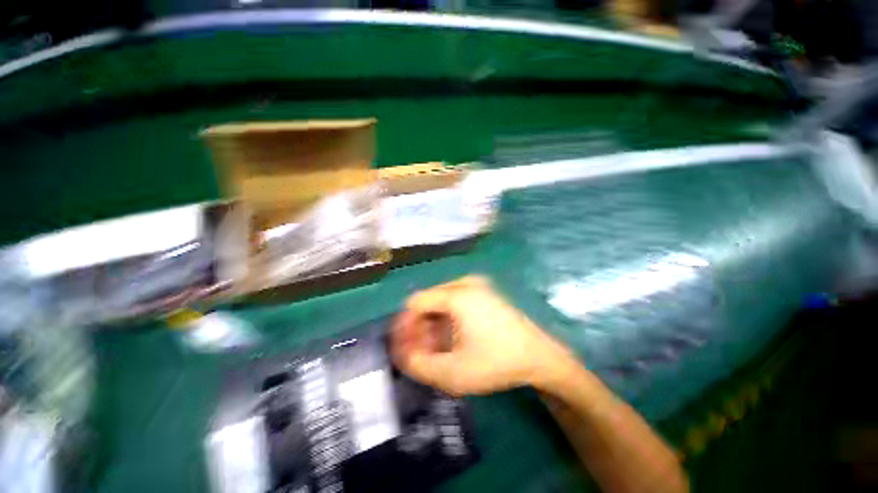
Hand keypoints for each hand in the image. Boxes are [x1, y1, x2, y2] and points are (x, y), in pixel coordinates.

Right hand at [391, 276, 571, 395]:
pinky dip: (446, 319)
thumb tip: (402, 354)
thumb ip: (419, 365)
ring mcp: (477, 285)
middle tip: (421, 352)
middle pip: (428, 301)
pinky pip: (454, 301)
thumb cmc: (496, 362)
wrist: (538, 356)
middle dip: (419, 327)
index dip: (405, 326)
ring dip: (432, 324)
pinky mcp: (484, 292)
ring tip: (436, 349)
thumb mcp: (453, 373)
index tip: (406, 348)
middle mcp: (465, 283)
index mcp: (457, 295)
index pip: (415, 302)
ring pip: (440, 301)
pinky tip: (451, 338)